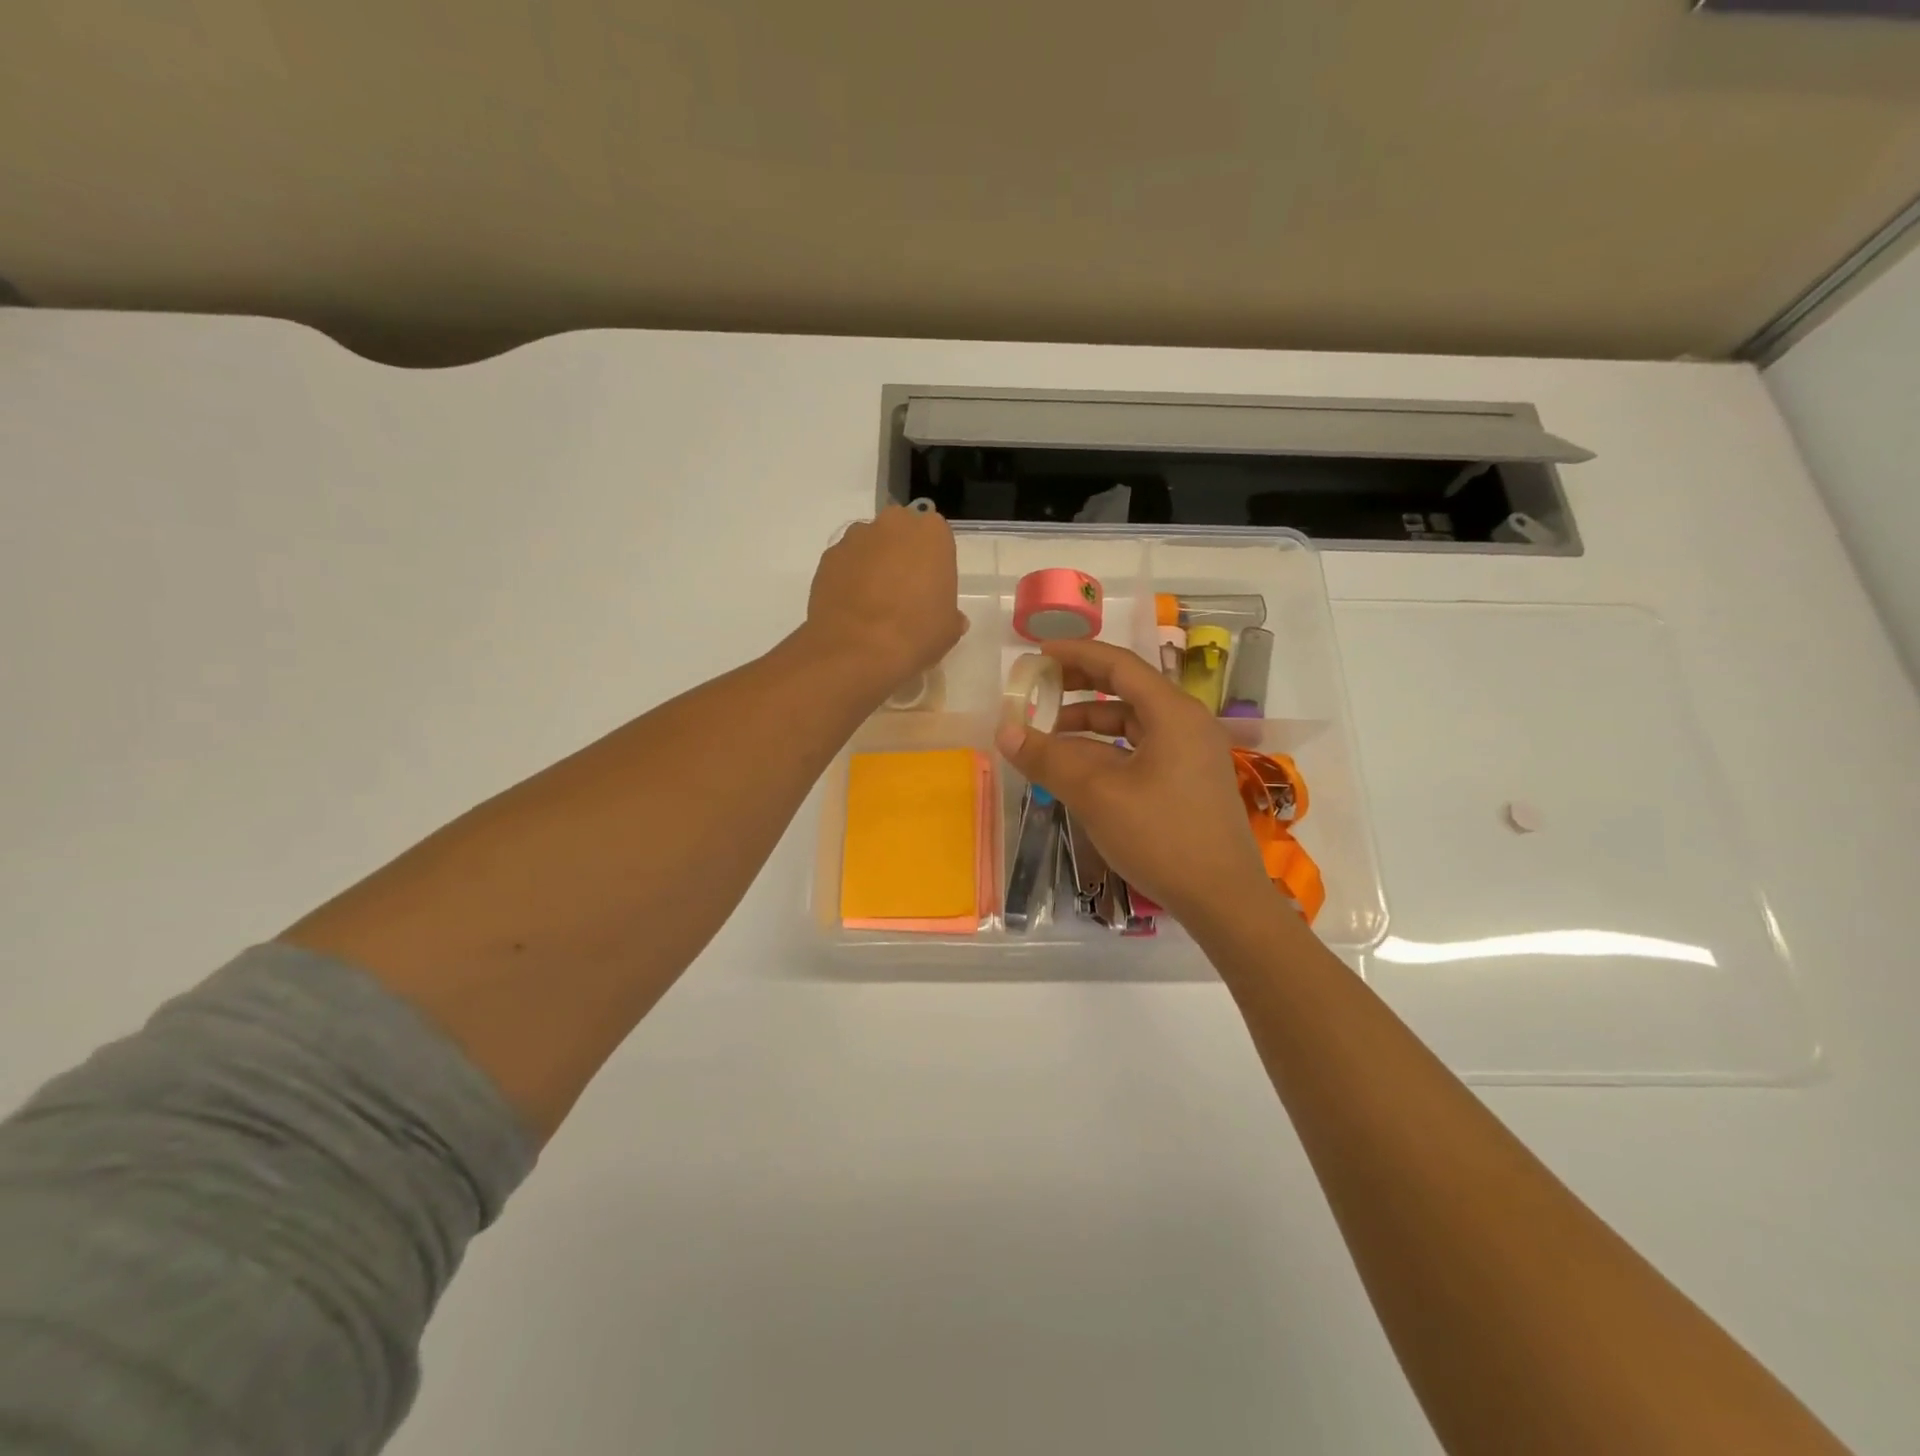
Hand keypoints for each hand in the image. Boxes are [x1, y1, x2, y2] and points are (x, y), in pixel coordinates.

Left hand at [804, 506, 967, 693]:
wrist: (857, 651)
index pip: (937, 539)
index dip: (933, 564)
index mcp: (931, 533)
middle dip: (901, 556)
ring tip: (872, 605)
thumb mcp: (949, 629)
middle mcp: (893, 524)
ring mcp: (855, 538)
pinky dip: (848, 579)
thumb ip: (950, 614)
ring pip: (870, 546)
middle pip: (900, 534)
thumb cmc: (916, 634)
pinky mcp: (827, 557)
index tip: (930, 589)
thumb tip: (950, 618)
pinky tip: (852, 609)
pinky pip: (845, 564)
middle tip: (903, 594)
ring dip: (873, 566)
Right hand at [993, 638, 1275, 928]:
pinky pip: (1141, 749)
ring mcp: (1191, 753)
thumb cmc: (1162, 837)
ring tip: (1049, 735)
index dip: (1076, 654)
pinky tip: (1079, 767)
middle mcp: (1187, 723)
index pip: (1119, 664)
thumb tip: (1005, 732)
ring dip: (1090, 723)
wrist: (1223, 899)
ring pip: (1133, 723)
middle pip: (1128, 689)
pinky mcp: (1189, 780)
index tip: (1038, 653)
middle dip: (1081, 686)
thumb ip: (1049, 759)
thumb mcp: (1096, 795)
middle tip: (1040, 688)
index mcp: (1173, 713)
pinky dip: (1107, 749)